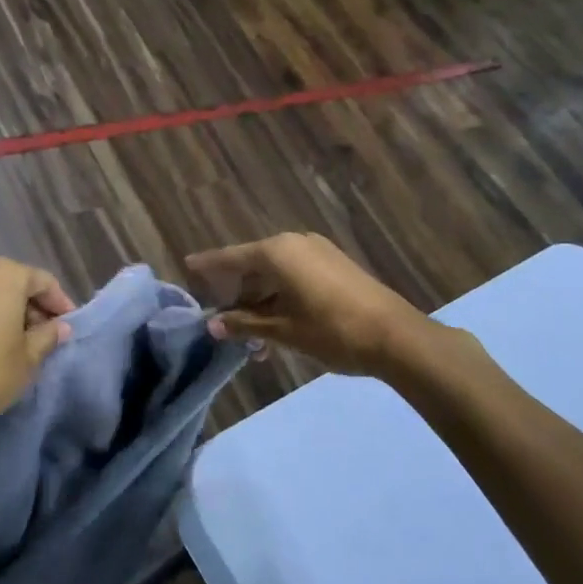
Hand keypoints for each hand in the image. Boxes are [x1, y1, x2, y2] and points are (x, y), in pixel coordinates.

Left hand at [0, 259, 74, 436]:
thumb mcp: (27, 360)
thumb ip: (47, 338)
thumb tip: (60, 326)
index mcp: (5, 275)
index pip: (44, 282)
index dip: (61, 304)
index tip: (70, 328)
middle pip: (16, 285)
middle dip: (34, 310)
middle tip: (46, 339)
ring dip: (8, 317)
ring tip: (19, 347)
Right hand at [186, 232, 427, 377]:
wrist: (395, 336)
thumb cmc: (331, 330)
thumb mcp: (283, 331)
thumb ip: (245, 324)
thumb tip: (213, 325)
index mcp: (278, 253)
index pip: (232, 258)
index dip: (208, 264)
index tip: (187, 265)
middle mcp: (295, 244)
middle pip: (254, 266)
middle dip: (239, 296)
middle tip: (226, 324)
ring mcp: (319, 253)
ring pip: (276, 275)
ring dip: (261, 303)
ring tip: (255, 339)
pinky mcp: (336, 266)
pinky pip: (296, 277)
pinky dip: (282, 297)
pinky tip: (279, 326)